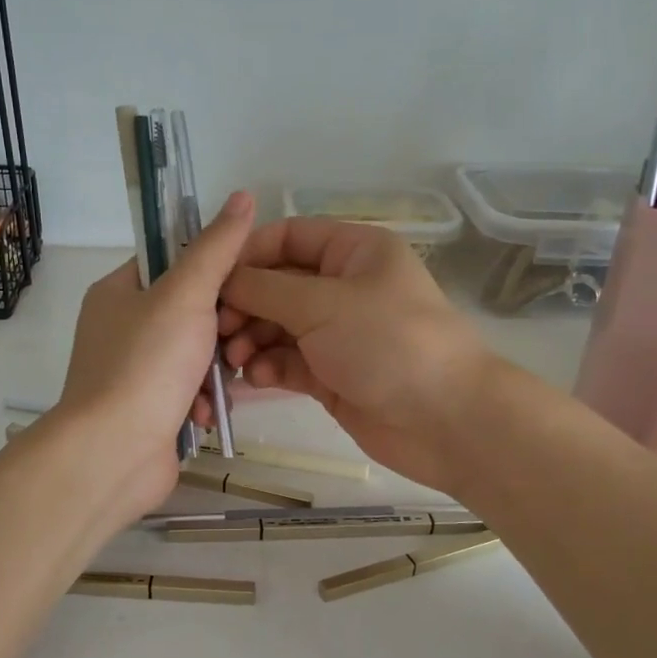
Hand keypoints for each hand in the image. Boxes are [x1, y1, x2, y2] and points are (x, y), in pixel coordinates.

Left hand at [48, 190, 255, 523]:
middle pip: (192, 312)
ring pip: (198, 356)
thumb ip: (217, 248)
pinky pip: (191, 393)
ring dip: (217, 372)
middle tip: (238, 341)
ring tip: (224, 384)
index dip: (214, 269)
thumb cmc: (146, 365)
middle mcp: (123, 329)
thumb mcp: (186, 295)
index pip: (173, 262)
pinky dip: (204, 403)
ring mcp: (136, 372)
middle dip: (223, 331)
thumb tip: (243, 196)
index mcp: (119, 292)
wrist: (114, 453)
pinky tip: (207, 416)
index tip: (247, 284)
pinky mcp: (150, 411)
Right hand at [219, 218, 497, 492]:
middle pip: (277, 285)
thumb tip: (223, 279)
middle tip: (217, 329)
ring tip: (233, 357)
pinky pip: (288, 362)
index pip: (288, 238)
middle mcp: (344, 287)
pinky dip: (268, 367)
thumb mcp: (322, 304)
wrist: (445, 419)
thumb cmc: (387, 343)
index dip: (247, 255)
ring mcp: (338, 334)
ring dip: (251, 338)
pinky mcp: (332, 375)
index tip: (211, 281)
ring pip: (278, 326)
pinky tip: (255, 377)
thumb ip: (265, 289)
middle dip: (245, 304)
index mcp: (354, 252)